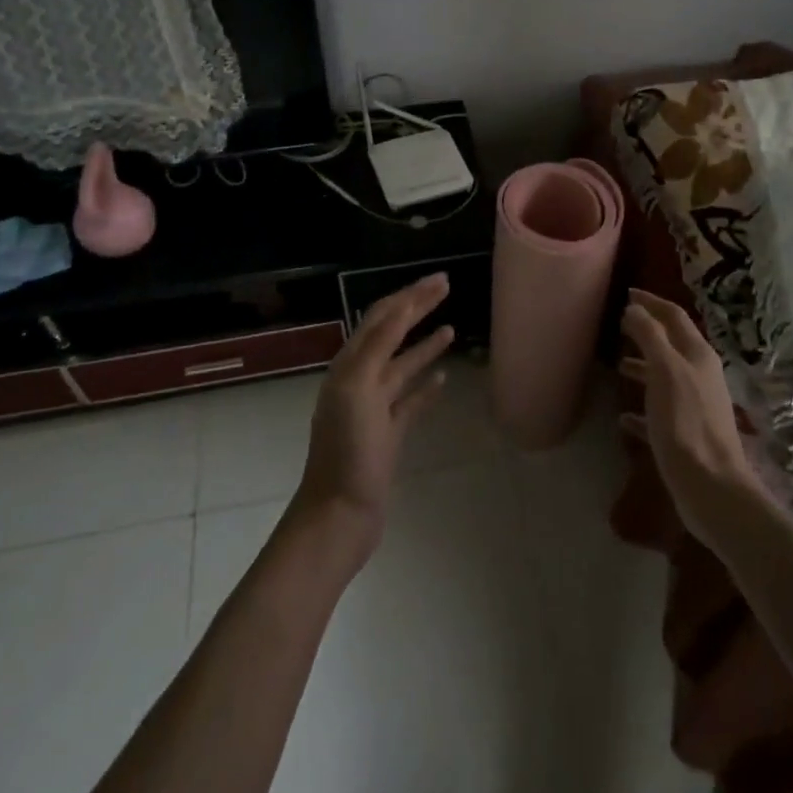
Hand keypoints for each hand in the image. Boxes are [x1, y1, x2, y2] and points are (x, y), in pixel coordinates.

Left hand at [292, 272, 453, 560]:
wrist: (340, 513)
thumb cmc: (348, 451)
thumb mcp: (359, 389)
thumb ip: (379, 346)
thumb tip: (401, 306)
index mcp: (350, 366)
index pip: (383, 317)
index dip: (411, 295)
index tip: (441, 279)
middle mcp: (360, 380)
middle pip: (393, 335)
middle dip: (418, 309)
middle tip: (448, 289)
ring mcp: (374, 407)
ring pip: (403, 366)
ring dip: (425, 345)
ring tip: (451, 329)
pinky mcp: (388, 433)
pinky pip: (410, 400)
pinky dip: (426, 386)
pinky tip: (444, 379)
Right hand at [619, 288, 771, 549]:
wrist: (712, 488)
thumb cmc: (686, 424)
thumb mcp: (665, 372)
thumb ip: (650, 337)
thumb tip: (635, 308)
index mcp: (697, 355)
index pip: (673, 316)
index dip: (651, 302)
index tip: (626, 293)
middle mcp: (700, 375)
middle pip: (671, 344)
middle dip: (647, 331)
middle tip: (618, 325)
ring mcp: (696, 406)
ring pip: (665, 376)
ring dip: (643, 366)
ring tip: (617, 365)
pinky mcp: (687, 435)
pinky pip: (659, 413)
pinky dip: (641, 409)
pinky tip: (622, 417)